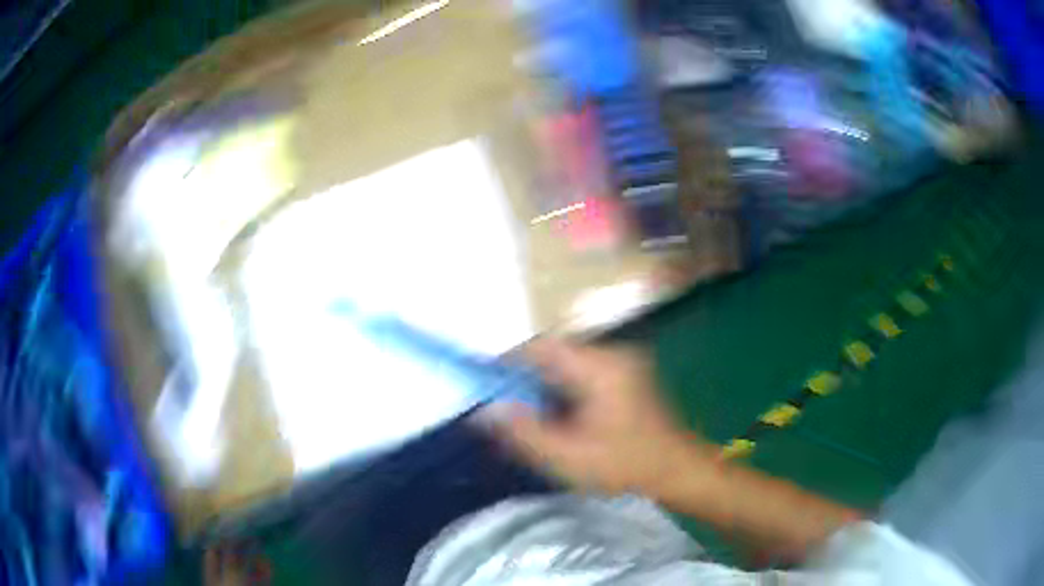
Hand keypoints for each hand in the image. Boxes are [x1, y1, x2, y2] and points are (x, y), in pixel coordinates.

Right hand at [484, 339, 710, 496]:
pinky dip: (565, 389)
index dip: (508, 359)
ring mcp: (624, 363)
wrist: (679, 470)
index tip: (485, 380)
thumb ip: (523, 433)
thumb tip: (485, 411)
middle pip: (554, 353)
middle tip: (507, 406)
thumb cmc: (625, 465)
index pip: (541, 346)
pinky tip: (562, 416)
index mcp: (599, 367)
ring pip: (569, 364)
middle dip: (526, 377)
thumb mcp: (567, 457)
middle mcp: (612, 354)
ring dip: (546, 384)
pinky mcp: (628, 375)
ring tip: (532, 414)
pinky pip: (585, 373)